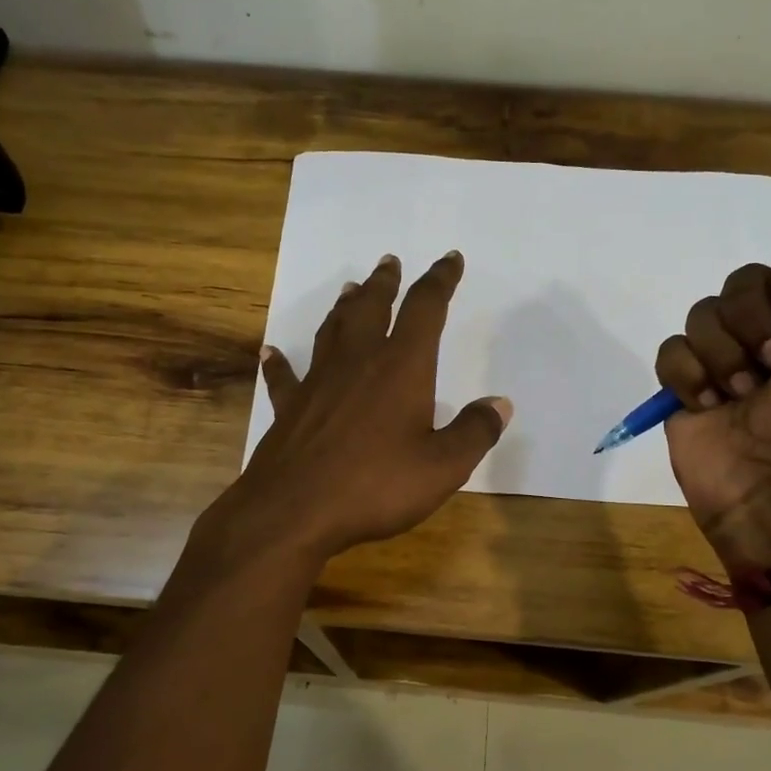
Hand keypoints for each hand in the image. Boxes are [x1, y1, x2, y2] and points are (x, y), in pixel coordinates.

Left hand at [212, 251, 511, 564]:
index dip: (440, 280)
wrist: (294, 510)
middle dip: (385, 283)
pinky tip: (271, 352)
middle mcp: (358, 362)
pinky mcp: (289, 407)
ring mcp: (318, 382)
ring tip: (351, 290)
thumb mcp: (443, 467)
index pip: (426, 308)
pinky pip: (284, 376)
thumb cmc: (376, 486)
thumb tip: (500, 404)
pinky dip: (279, 362)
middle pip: (372, 307)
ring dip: (344, 307)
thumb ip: (474, 432)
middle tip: (389, 262)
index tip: (449, 259)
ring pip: (332, 331)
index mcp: (401, 367)